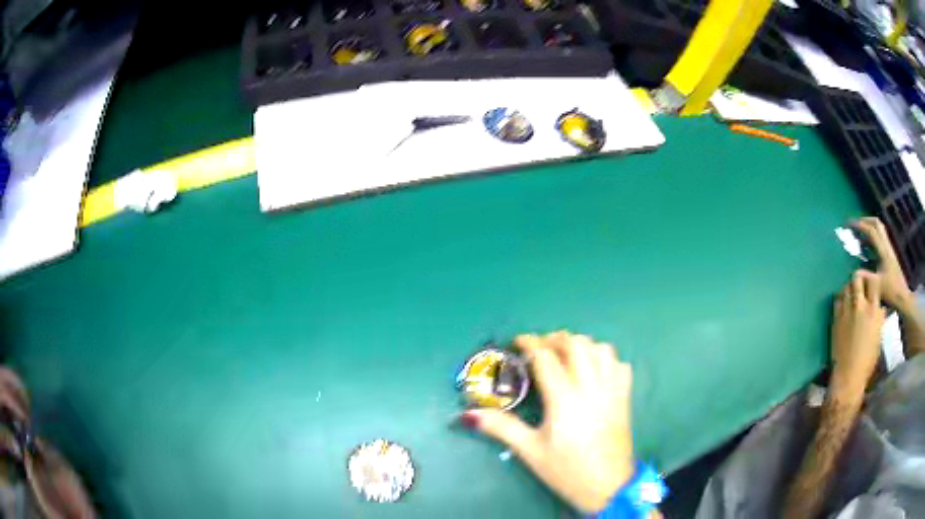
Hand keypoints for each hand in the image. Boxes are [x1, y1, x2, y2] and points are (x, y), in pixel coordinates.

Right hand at [459, 331, 633, 511]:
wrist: (608, 486)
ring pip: (601, 349)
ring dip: (582, 345)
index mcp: (565, 399)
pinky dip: (606, 359)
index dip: (530, 343)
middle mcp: (591, 387)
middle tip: (540, 348)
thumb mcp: (530, 451)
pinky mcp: (625, 397)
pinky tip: (594, 370)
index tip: (518, 341)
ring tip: (566, 356)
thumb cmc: (566, 470)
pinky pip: (620, 365)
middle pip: (577, 344)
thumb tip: (470, 413)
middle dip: (556, 338)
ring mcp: (612, 390)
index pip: (547, 357)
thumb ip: (502, 427)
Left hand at [831, 271, 885, 393]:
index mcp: (873, 310)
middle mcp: (860, 306)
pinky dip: (841, 298)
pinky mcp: (835, 319)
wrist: (848, 376)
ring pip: (846, 286)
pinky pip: (837, 300)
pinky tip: (843, 303)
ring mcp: (846, 311)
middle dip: (858, 278)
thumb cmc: (867, 361)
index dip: (872, 280)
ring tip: (851, 293)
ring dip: (849, 287)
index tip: (871, 283)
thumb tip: (879, 307)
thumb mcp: (878, 336)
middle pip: (857, 278)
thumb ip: (878, 318)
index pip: (873, 281)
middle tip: (859, 284)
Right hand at [852, 217, 912, 307]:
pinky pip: (880, 239)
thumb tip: (854, 273)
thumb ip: (866, 278)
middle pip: (877, 224)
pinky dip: (872, 238)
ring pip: (879, 230)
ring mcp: (889, 250)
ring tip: (859, 234)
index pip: (871, 231)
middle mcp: (886, 246)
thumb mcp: (877, 287)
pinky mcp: (889, 255)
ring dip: (869, 228)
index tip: (849, 225)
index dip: (860, 226)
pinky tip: (867, 248)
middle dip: (865, 221)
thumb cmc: (890, 292)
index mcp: (883, 251)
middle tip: (855, 225)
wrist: (902, 297)